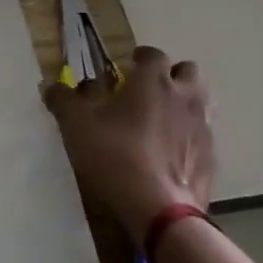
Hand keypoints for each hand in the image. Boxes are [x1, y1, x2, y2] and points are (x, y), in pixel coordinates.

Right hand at [43, 46, 213, 239]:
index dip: (141, 58)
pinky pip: (202, 135)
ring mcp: (203, 127)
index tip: (128, 66)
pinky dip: (189, 136)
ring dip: (184, 103)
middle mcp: (185, 96)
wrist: (158, 208)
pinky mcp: (211, 157)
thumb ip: (63, 100)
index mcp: (154, 81)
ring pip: (201, 101)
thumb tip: (51, 86)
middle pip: (188, 71)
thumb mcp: (75, 124)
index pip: (154, 54)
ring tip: (162, 119)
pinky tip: (171, 153)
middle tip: (149, 90)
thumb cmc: (114, 155)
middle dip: (171, 75)